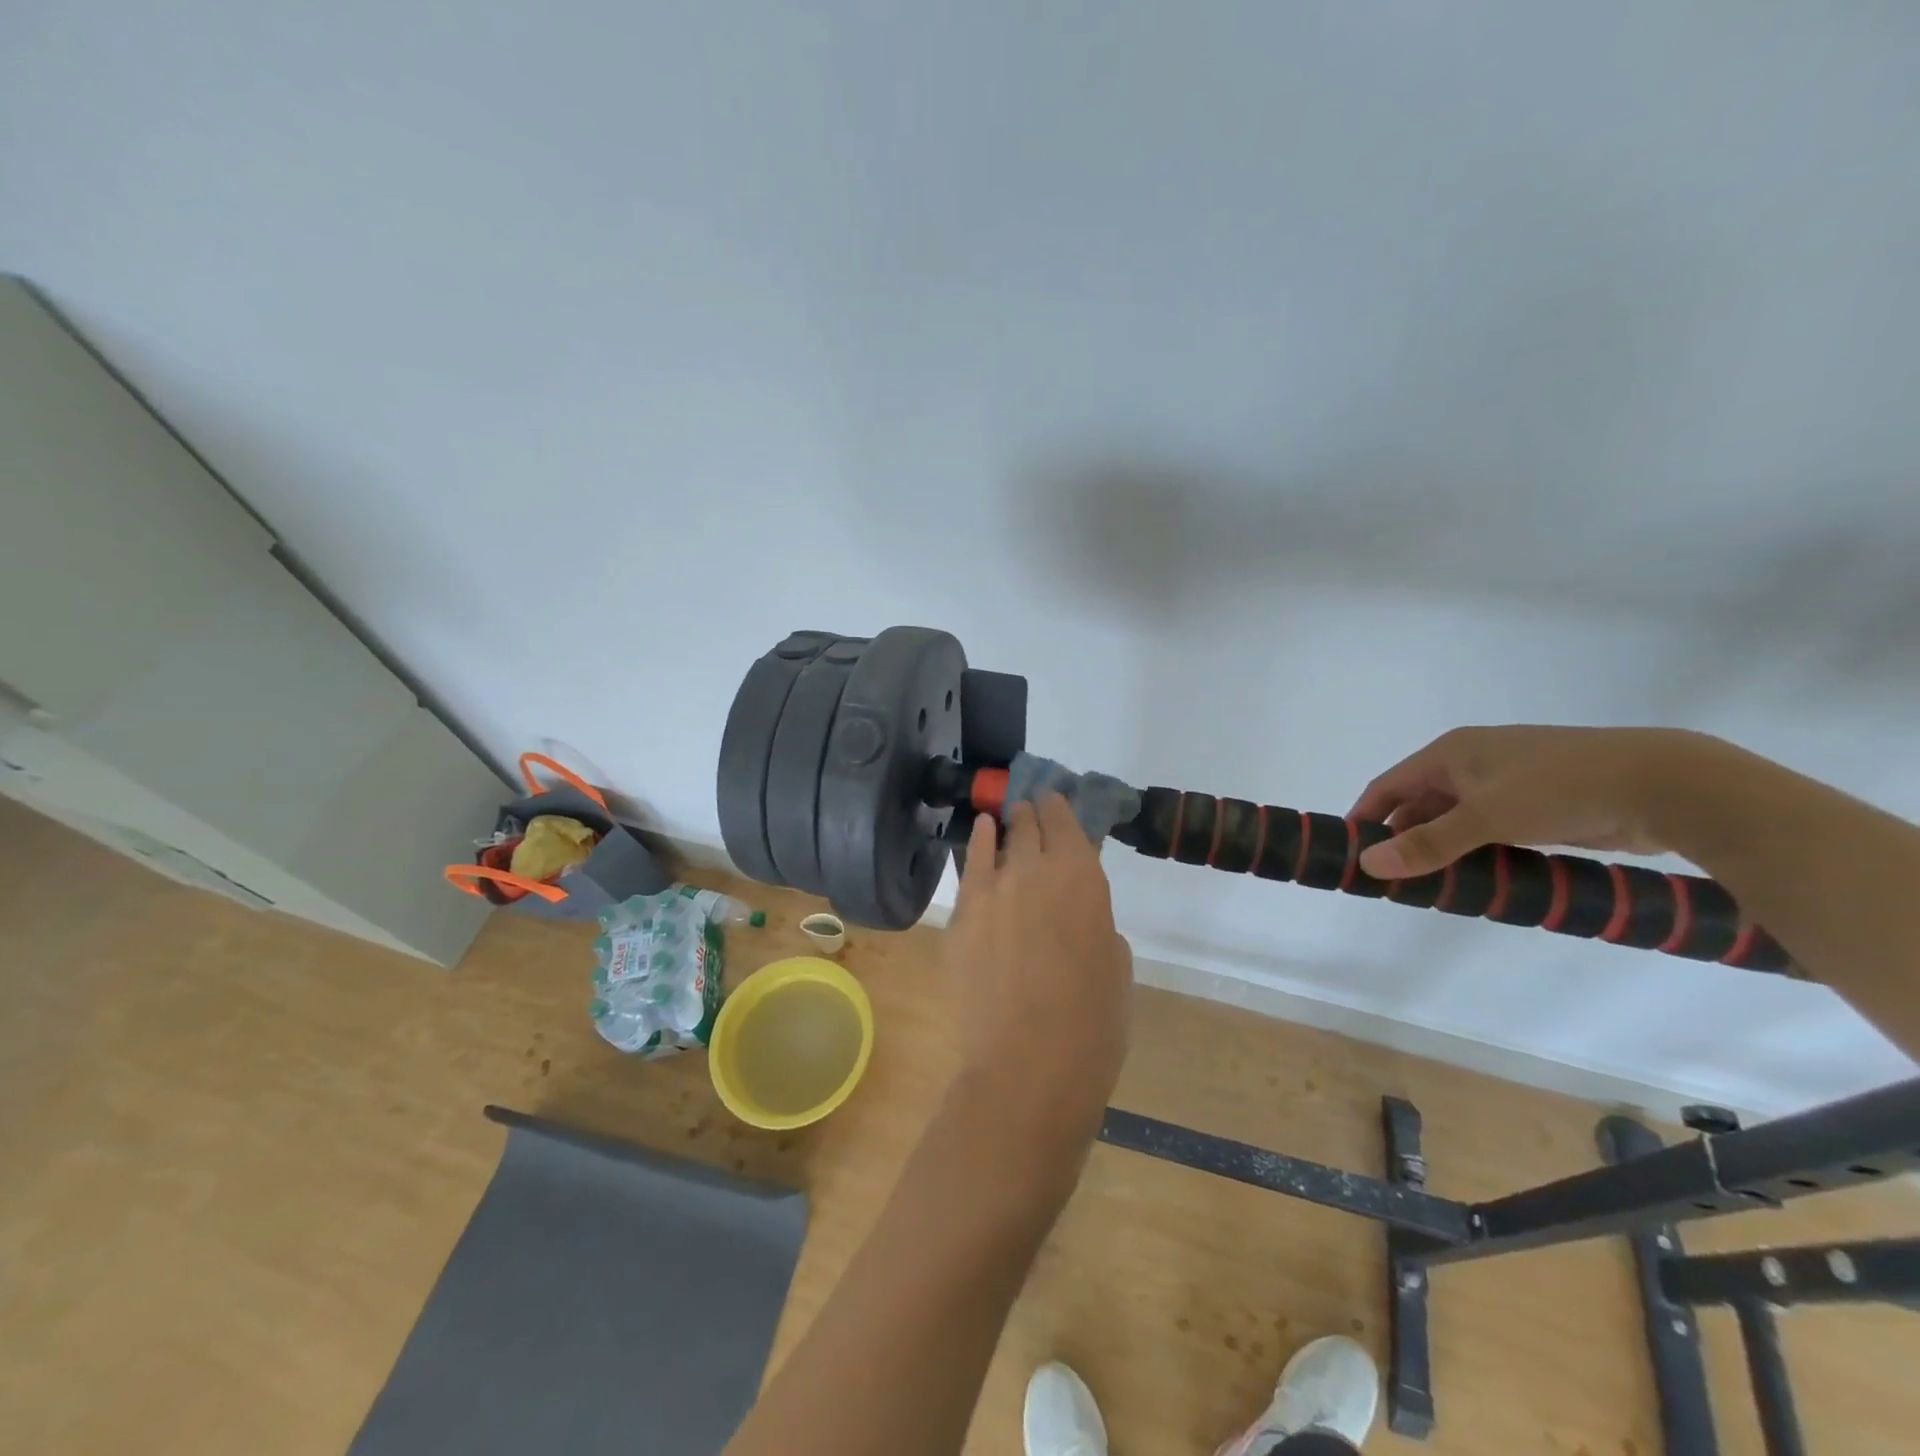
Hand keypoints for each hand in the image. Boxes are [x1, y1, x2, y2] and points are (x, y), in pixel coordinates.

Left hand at [943, 795, 1132, 1163]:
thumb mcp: (1115, 965)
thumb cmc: (1092, 1023)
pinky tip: (979, 834)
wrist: (1028, 1064)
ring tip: (1007, 817)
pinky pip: (969, 866)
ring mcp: (992, 888)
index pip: (1067, 822)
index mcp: (1082, 877)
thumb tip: (1078, 917)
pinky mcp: (961, 914)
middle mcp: (1035, 868)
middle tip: (1033, 812)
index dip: (1061, 809)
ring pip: (998, 838)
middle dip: (1032, 814)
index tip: (1057, 804)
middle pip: (1030, 824)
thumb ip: (1096, 925)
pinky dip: (976, 845)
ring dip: (1006, 825)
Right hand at [1350, 726, 1702, 878]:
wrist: (1665, 784)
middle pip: (1420, 803)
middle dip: (1403, 838)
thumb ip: (1427, 844)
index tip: (1349, 851)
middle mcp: (1473, 764)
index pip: (1388, 786)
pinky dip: (1477, 853)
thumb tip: (1367, 865)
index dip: (1365, 816)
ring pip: (1457, 820)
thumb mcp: (1484, 817)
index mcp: (1450, 753)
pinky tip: (1475, 879)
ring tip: (1427, 886)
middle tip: (1390, 879)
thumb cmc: (1558, 787)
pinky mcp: (1540, 806)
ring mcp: (1508, 784)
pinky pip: (1490, 831)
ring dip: (1442, 849)